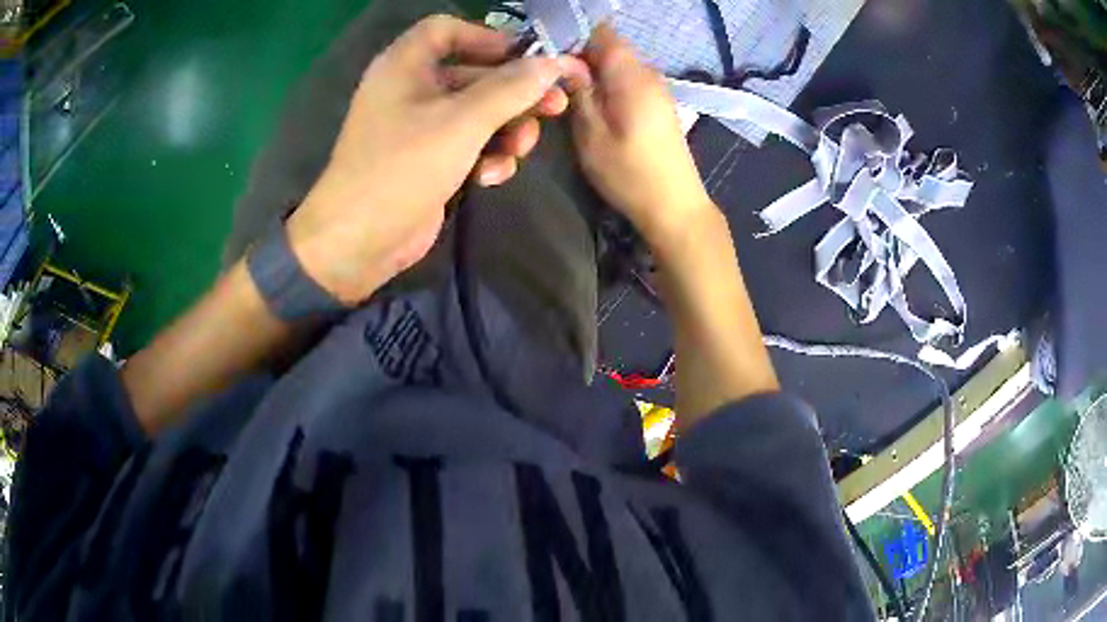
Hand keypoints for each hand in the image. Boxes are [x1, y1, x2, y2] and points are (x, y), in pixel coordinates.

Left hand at [286, 15, 589, 304]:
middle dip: (515, 92)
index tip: (527, 57)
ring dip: (507, 129)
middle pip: (475, 73)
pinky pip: (469, 143)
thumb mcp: (461, 123)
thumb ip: (511, 89)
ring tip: (519, 150)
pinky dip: (486, 155)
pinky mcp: (430, 159)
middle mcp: (412, 89)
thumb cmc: (402, 168)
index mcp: (406, 65)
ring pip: (479, 112)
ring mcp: (420, 126)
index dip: (488, 37)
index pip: (448, 29)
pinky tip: (490, 178)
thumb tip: (553, 64)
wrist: (359, 242)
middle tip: (556, 106)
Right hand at [569, 25, 715, 246]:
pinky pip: (628, 81)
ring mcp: (657, 88)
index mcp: (632, 74)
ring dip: (594, 74)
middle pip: (609, 47)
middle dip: (580, 57)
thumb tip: (564, 60)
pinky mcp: (659, 104)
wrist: (675, 207)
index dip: (573, 38)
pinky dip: (609, 86)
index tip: (550, 59)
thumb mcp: (591, 133)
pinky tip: (597, 110)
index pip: (601, 32)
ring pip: (618, 65)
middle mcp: (648, 73)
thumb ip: (578, 91)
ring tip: (571, 98)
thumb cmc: (630, 173)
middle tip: (555, 84)